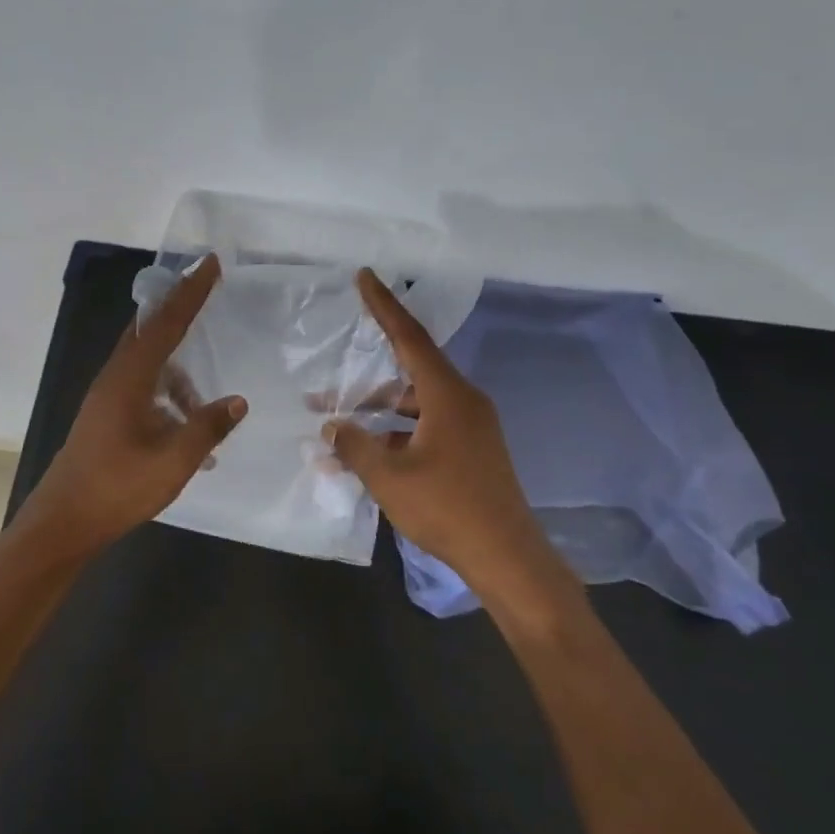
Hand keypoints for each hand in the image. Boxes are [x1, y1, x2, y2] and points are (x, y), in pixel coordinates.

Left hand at [18, 254, 246, 553]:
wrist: (62, 522)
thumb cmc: (116, 489)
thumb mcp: (172, 462)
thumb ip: (206, 428)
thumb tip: (237, 401)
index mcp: (128, 379)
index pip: (164, 323)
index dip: (190, 292)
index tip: (209, 264)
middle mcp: (115, 378)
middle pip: (149, 331)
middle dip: (180, 312)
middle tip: (208, 295)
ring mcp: (107, 398)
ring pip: (147, 365)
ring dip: (177, 372)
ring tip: (204, 404)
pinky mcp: (105, 416)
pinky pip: (143, 389)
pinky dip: (167, 396)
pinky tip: (186, 431)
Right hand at [322, 269, 553, 585]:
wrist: (506, 556)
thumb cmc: (446, 508)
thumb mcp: (389, 477)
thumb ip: (354, 444)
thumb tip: (333, 424)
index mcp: (448, 395)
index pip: (410, 337)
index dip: (384, 305)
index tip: (365, 277)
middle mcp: (463, 402)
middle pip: (409, 373)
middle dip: (366, 379)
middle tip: (328, 380)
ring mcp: (470, 428)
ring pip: (414, 405)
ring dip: (377, 412)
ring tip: (335, 424)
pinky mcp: (471, 451)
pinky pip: (425, 429)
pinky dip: (395, 435)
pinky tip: (365, 456)